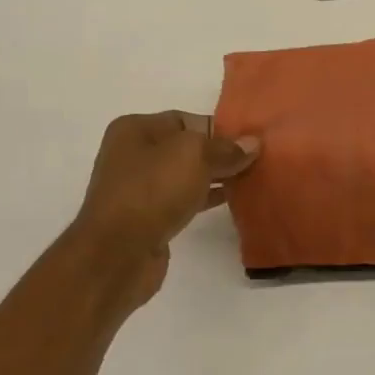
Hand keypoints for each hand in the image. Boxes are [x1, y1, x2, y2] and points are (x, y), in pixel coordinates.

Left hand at [66, 111, 259, 309]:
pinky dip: (206, 198)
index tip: (251, 140)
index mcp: (135, 129)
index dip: (220, 128)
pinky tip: (232, 199)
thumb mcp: (193, 156)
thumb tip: (251, 144)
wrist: (117, 254)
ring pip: (187, 175)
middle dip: (220, 153)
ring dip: (217, 177)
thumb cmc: (151, 191)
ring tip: (252, 178)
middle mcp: (133, 154)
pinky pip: (184, 199)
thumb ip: (225, 148)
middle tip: (258, 160)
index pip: (186, 120)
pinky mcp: (148, 217)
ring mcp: (139, 188)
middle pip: (187, 147)